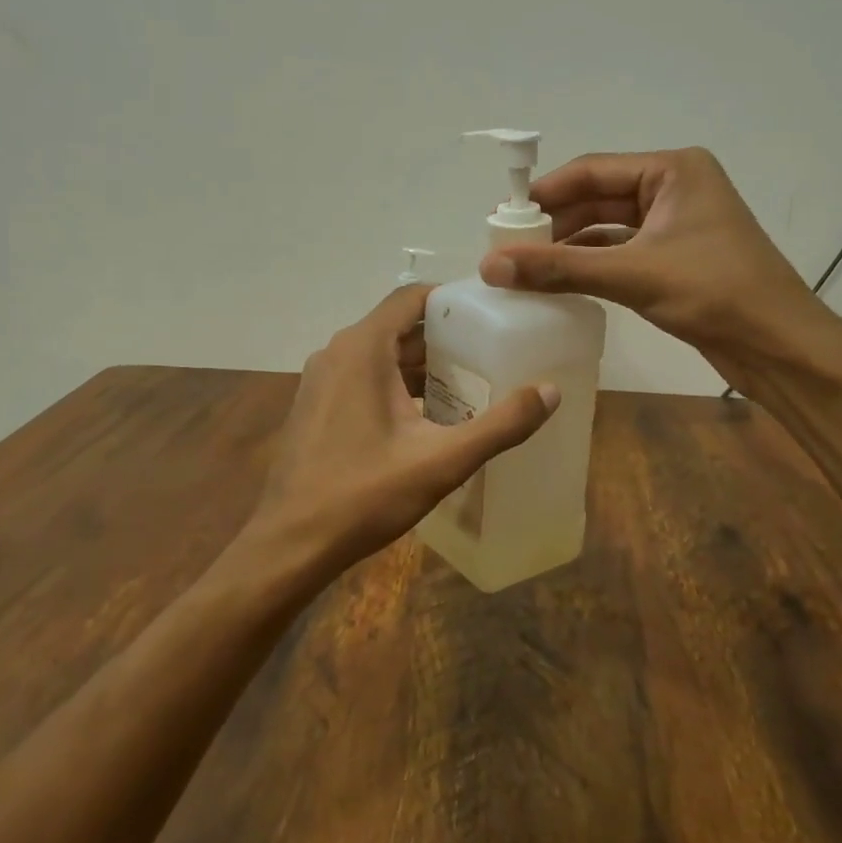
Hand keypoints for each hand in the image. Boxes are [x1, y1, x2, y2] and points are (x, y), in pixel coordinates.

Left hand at [244, 286, 559, 573]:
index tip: (491, 315)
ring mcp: (321, 380)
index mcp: (362, 348)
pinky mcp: (315, 406)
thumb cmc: (365, 495)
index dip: (452, 300)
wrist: (291, 544)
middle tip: (491, 354)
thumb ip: (500, 425)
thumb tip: (550, 392)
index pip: (412, 298)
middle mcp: (337, 352)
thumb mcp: (442, 461)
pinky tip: (427, 417)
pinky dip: (396, 385)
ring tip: (469, 385)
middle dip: (444, 338)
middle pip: (398, 327)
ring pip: (380, 355)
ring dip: (421, 366)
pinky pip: (363, 378)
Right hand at [479, 149, 816, 359]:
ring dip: (569, 246)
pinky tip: (559, 281)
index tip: (500, 220)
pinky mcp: (675, 257)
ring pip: (607, 228)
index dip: (544, 194)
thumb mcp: (632, 274)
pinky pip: (621, 252)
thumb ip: (559, 268)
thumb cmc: (715, 292)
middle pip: (597, 198)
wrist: (780, 345)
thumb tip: (490, 266)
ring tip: (524, 267)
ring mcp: (676, 224)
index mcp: (673, 170)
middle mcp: (673, 188)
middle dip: (554, 223)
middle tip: (507, 248)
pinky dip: (591, 265)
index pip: (591, 170)